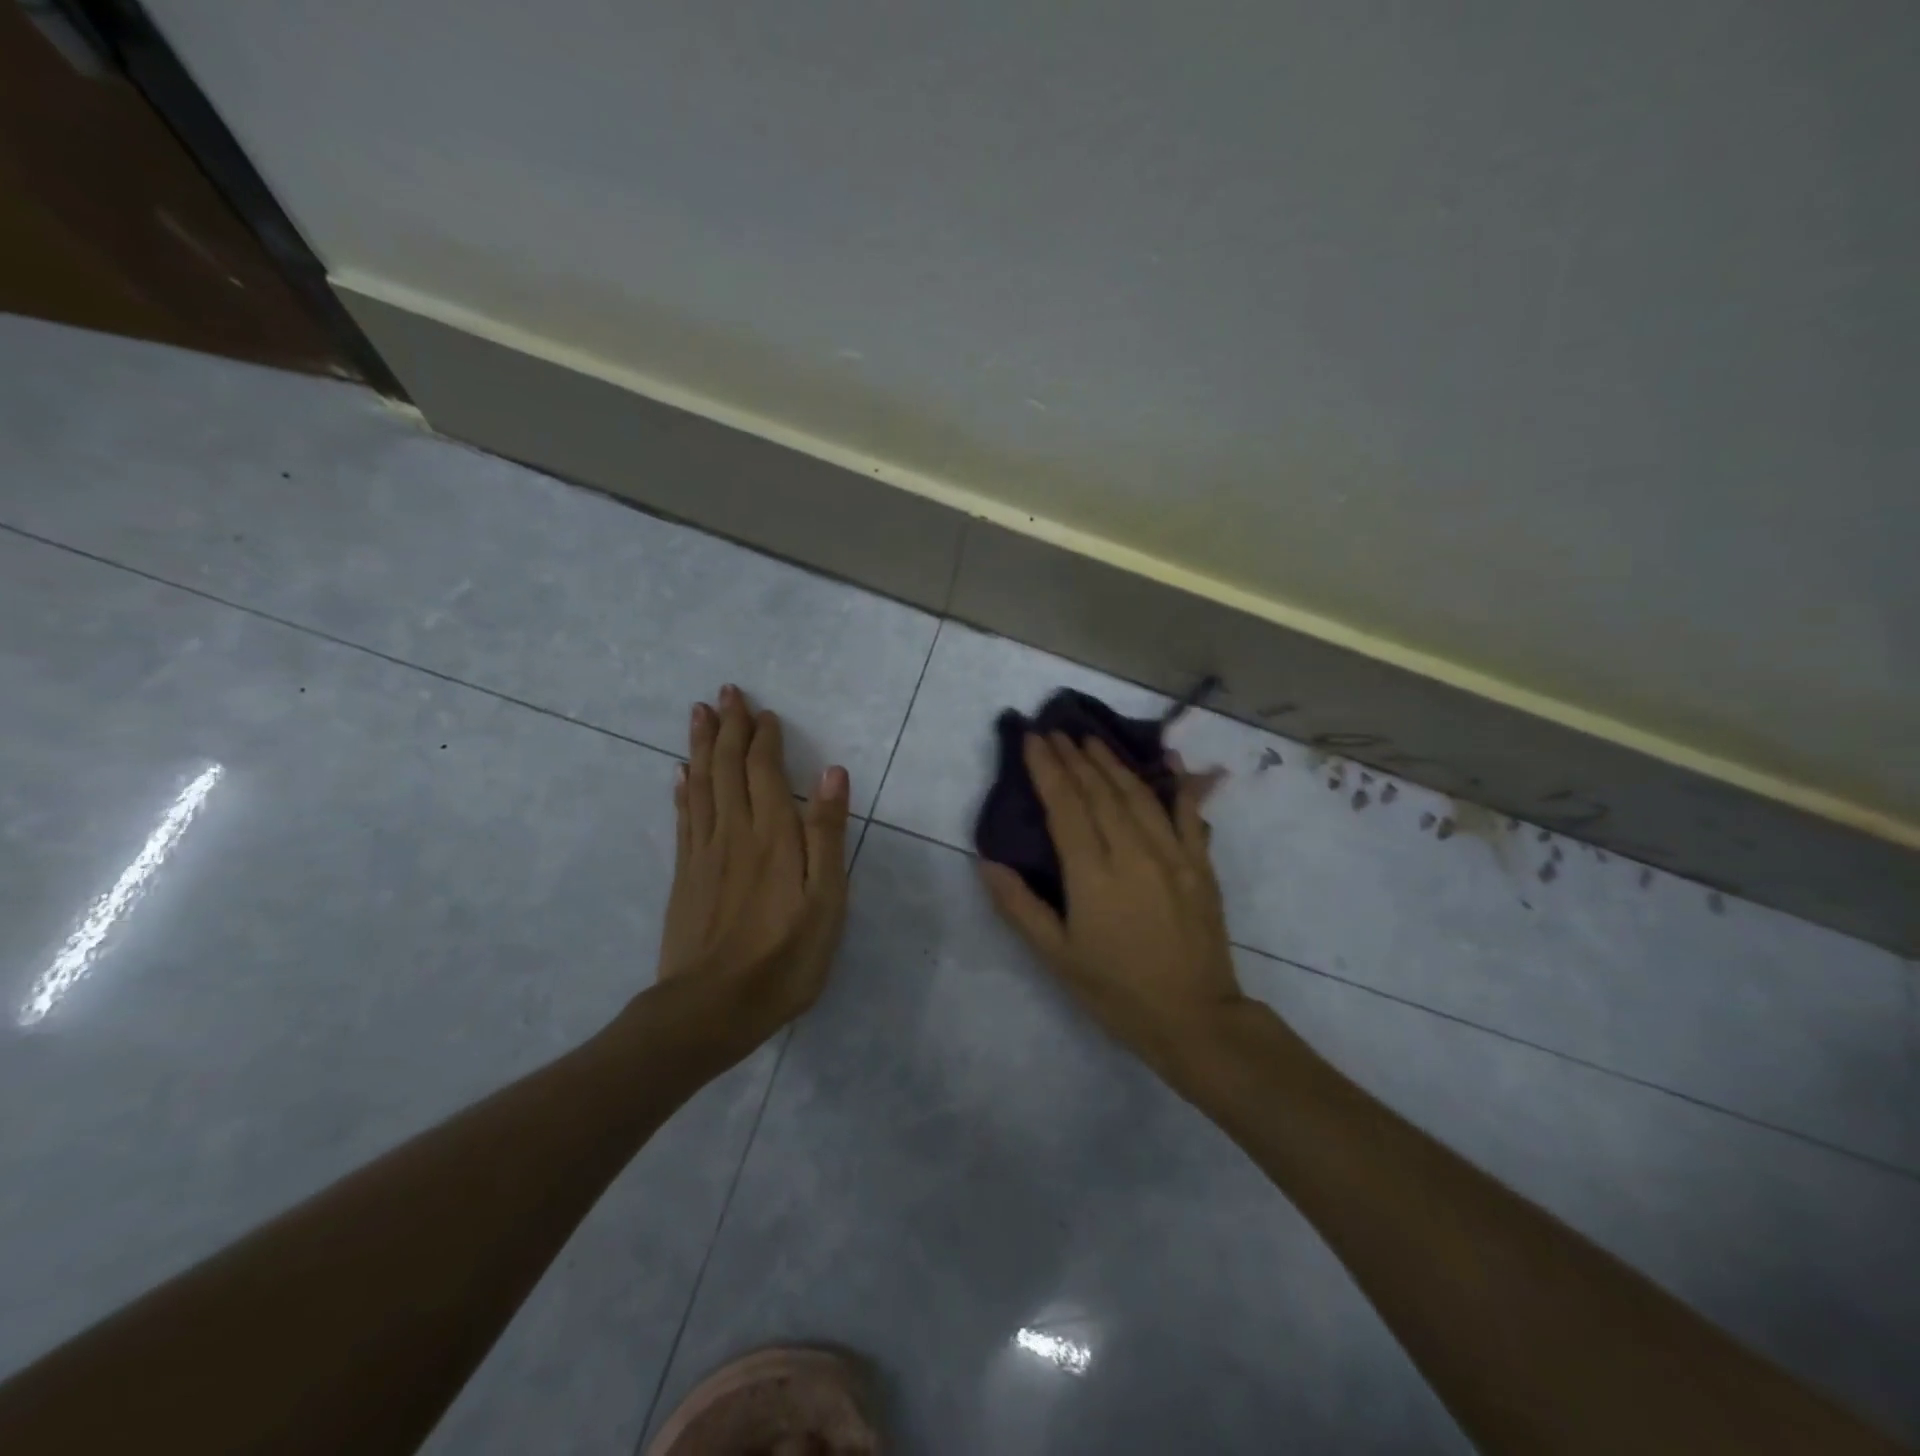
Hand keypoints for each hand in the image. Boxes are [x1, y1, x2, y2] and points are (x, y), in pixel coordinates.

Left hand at [655, 685, 850, 1045]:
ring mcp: (704, 852)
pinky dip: (684, 788)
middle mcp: (735, 831)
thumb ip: (827, 834)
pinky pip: (684, 817)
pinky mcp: (686, 874)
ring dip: (701, 745)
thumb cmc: (784, 958)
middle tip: (724, 692)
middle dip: (728, 727)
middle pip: (728, 767)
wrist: (710, 1009)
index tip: (763, 711)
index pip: (766, 771)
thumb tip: (833, 773)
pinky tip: (681, 774)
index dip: (763, 738)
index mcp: (773, 835)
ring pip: (701, 783)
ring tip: (698, 714)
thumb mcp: (826, 901)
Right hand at [980, 732, 1244, 1081]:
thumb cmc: (1115, 991)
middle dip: (1074, 758)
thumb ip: (1019, 905)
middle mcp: (1134, 853)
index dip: (1047, 770)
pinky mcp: (1201, 865)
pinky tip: (1170, 760)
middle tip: (1056, 731)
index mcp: (1093, 874)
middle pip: (1100, 792)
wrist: (1194, 1018)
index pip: (1066, 807)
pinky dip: (1178, 784)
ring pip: (1138, 795)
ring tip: (1091, 741)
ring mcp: (1173, 855)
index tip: (1033, 739)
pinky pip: (1189, 814)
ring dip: (1112, 763)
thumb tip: (987, 860)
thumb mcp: (1056, 956)